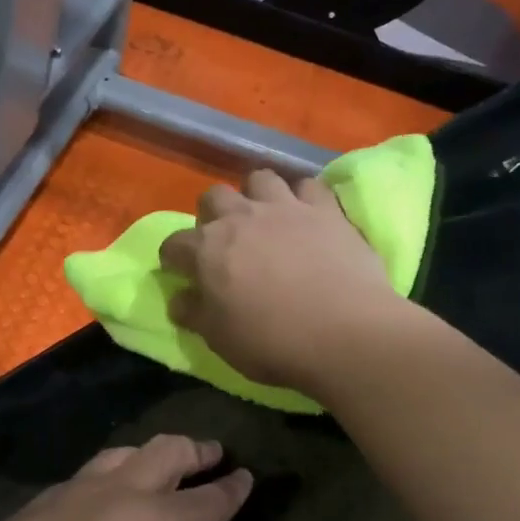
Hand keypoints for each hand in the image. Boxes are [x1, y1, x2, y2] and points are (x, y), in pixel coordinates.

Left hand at [0, 435, 252, 520]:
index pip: (209, 501)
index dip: (232, 489)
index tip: (246, 477)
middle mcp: (120, 494)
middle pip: (166, 452)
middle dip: (195, 450)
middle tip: (212, 453)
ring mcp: (73, 492)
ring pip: (122, 453)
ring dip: (149, 456)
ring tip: (158, 467)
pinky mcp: (37, 503)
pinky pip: (86, 476)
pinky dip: (109, 477)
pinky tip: (102, 499)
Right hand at [159, 169, 409, 395]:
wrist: (345, 333)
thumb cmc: (272, 342)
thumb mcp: (219, 339)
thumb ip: (195, 313)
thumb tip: (179, 299)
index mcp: (206, 249)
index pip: (174, 244)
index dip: (174, 259)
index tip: (182, 273)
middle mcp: (240, 217)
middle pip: (214, 197)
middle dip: (212, 215)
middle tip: (225, 241)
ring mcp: (285, 208)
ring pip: (260, 178)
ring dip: (256, 195)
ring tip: (266, 219)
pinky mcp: (326, 210)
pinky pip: (309, 186)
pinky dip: (304, 198)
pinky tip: (308, 216)